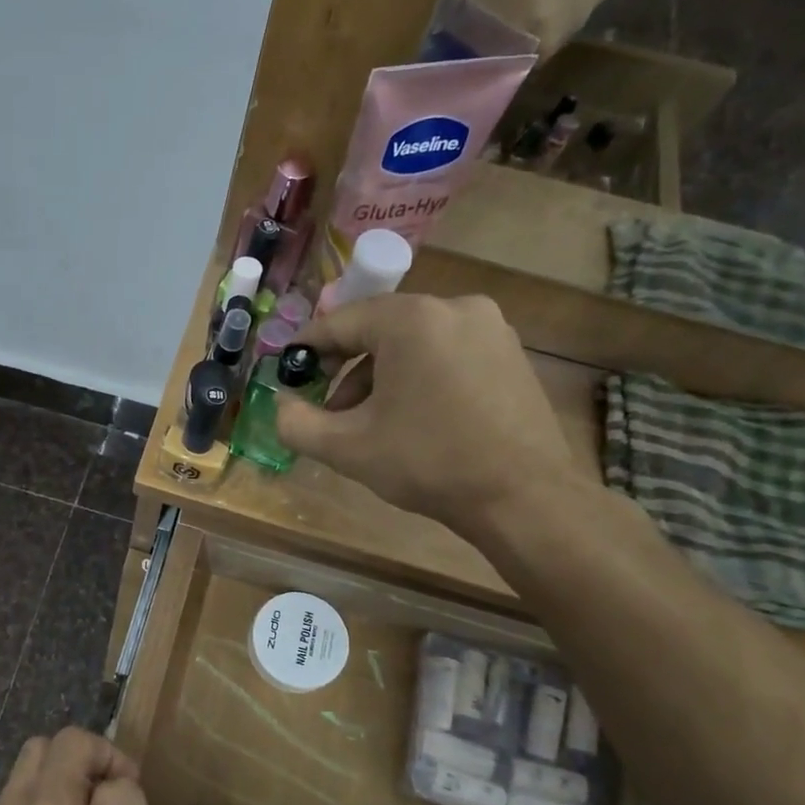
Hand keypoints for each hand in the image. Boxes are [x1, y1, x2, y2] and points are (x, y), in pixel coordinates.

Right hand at [276, 293, 577, 535]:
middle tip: (330, 409)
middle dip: (347, 369)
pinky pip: (446, 351)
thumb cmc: (428, 464)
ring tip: (371, 423)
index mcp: (412, 320)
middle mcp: (454, 307)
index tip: (288, 371)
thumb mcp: (346, 448)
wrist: (523, 497)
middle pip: (379, 329)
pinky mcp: (510, 351)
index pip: (341, 321)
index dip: (307, 347)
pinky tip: (415, 418)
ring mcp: (490, 327)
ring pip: (414, 342)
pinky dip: (419, 376)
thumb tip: (281, 403)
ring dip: (382, 375)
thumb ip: (296, 422)